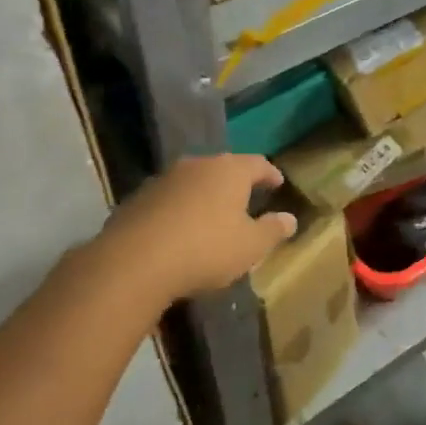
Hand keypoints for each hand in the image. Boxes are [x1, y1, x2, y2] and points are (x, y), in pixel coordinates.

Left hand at [90, 154, 296, 307]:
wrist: (135, 261)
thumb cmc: (206, 249)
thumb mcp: (250, 246)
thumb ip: (272, 230)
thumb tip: (290, 219)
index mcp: (230, 170)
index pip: (258, 163)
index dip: (270, 174)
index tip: (278, 183)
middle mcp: (198, 165)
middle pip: (223, 168)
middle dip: (236, 182)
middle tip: (246, 198)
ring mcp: (165, 178)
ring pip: (194, 181)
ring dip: (205, 195)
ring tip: (213, 215)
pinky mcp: (139, 198)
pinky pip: (169, 199)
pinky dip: (180, 209)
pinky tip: (180, 230)